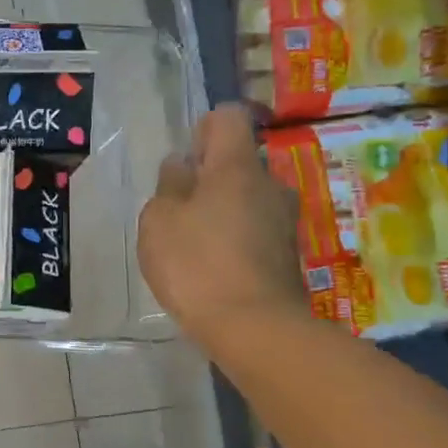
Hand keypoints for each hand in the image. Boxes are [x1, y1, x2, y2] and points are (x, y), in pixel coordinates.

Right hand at [138, 102, 306, 353]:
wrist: (255, 329)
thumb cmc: (196, 265)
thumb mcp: (159, 220)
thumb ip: (169, 186)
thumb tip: (182, 165)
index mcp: (237, 167)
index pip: (228, 118)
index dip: (204, 129)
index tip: (186, 160)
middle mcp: (269, 185)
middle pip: (238, 162)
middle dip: (209, 177)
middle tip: (179, 209)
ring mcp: (284, 221)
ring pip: (247, 198)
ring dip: (222, 210)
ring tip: (193, 243)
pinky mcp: (288, 254)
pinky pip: (256, 230)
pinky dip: (235, 239)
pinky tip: (213, 268)